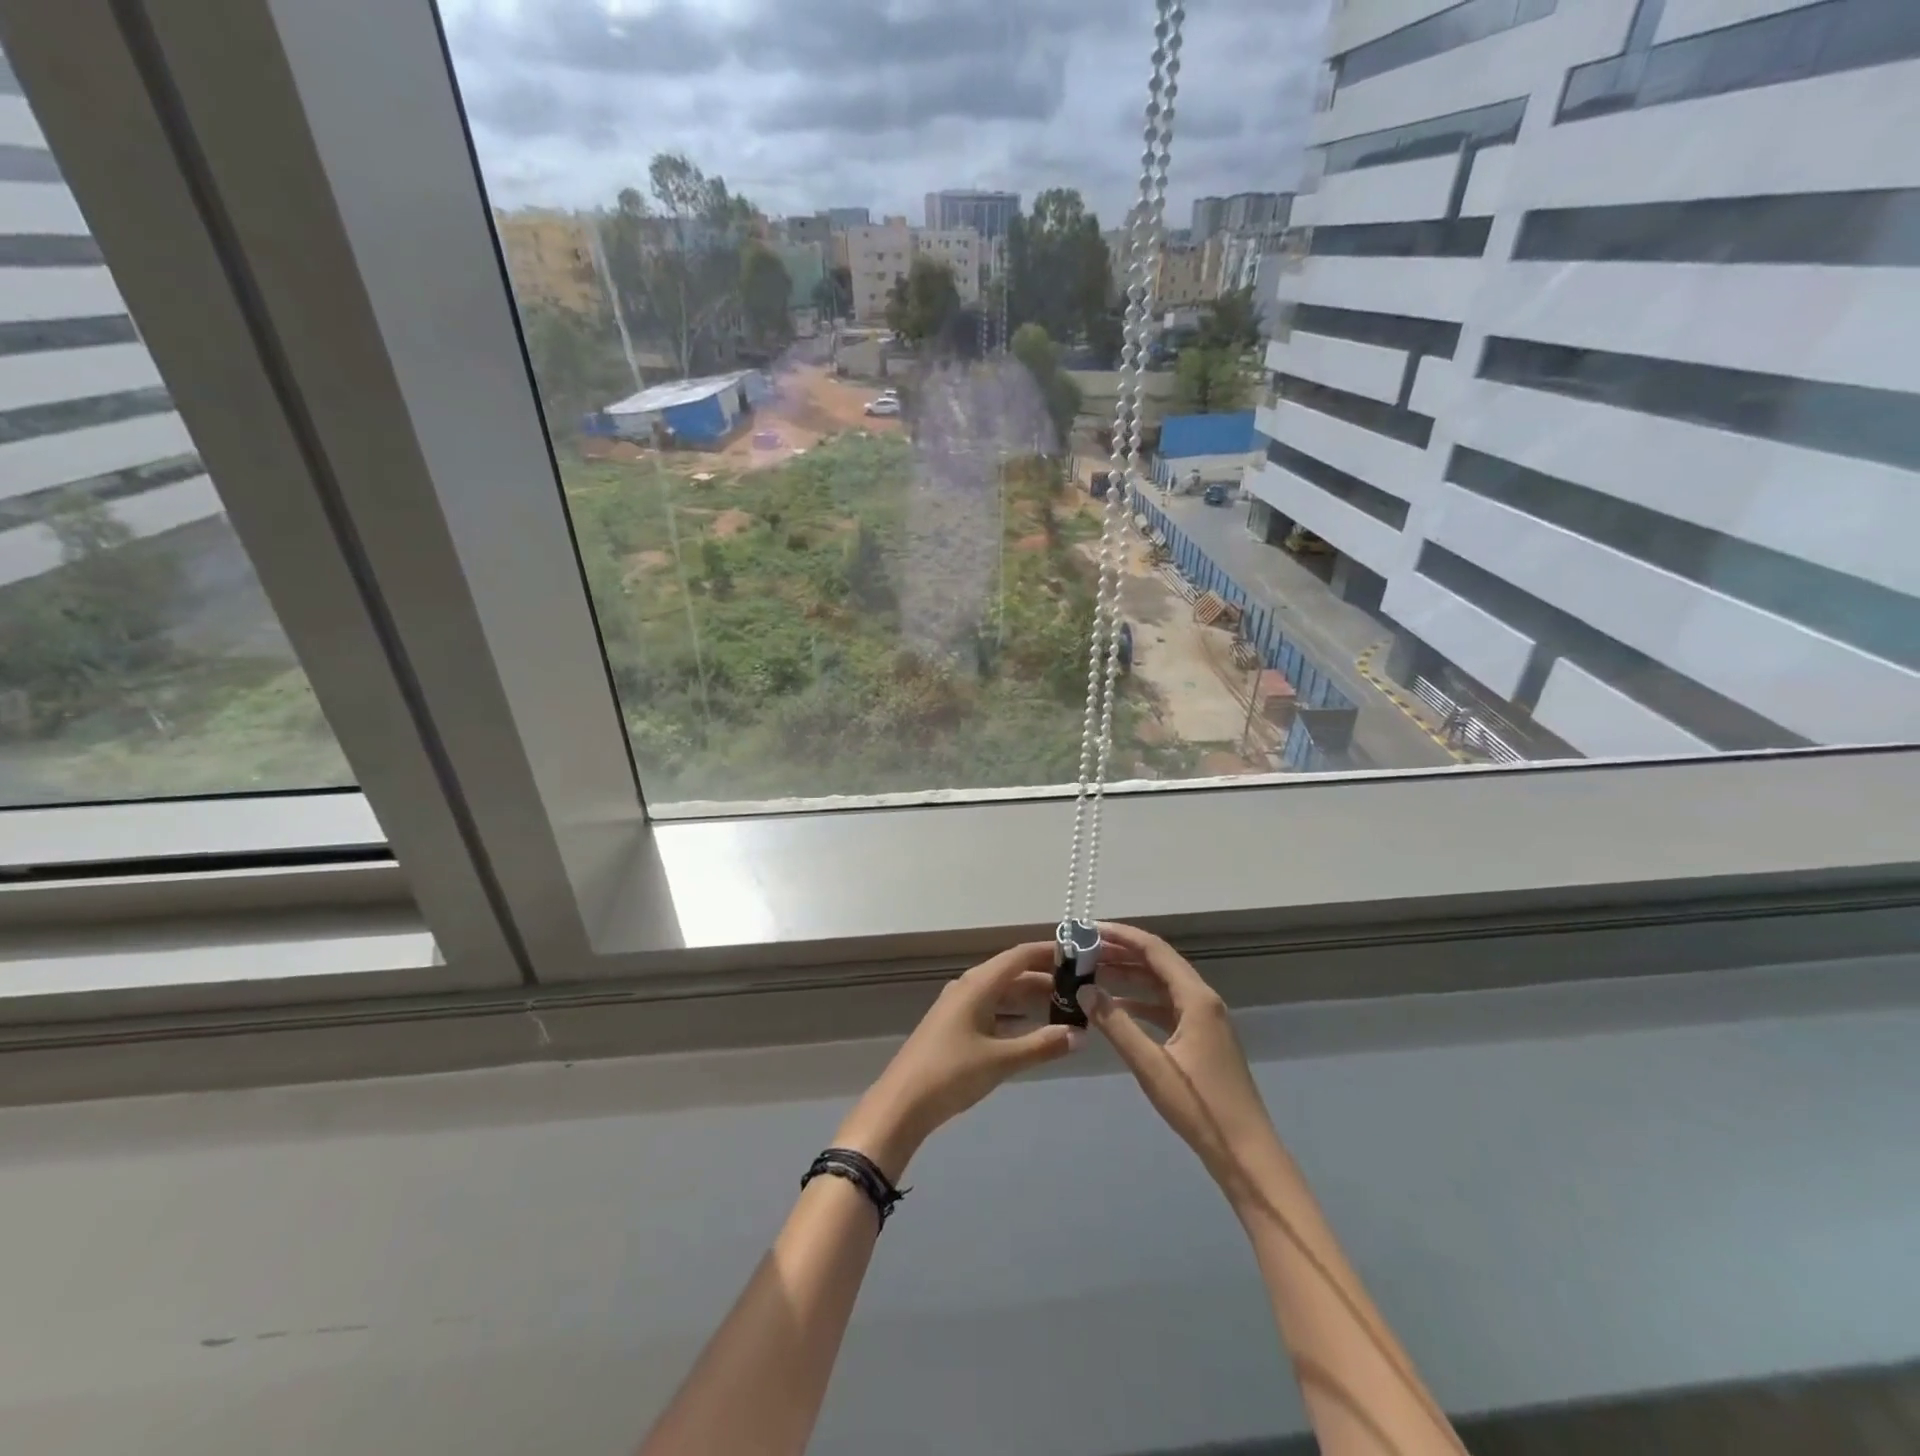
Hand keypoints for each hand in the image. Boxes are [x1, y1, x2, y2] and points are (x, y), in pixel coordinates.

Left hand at [835, 942, 1081, 1179]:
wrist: (902, 1103)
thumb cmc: (952, 1073)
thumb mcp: (1001, 1060)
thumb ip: (1041, 1045)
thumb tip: (1080, 1035)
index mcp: (978, 984)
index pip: (1020, 956)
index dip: (1049, 952)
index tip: (1080, 955)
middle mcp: (968, 987)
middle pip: (1012, 972)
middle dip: (1045, 977)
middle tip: (1080, 986)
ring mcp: (959, 1006)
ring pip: (1002, 992)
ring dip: (1030, 997)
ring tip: (1064, 1006)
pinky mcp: (955, 1026)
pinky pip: (992, 1009)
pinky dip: (1014, 1014)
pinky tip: (1032, 1027)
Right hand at [1079, 923, 1282, 1211]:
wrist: (1246, 1154)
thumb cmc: (1199, 1107)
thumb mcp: (1151, 1065)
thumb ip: (1115, 1024)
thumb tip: (1084, 989)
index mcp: (1196, 998)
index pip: (1154, 950)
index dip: (1121, 936)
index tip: (1088, 929)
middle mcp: (1203, 1000)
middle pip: (1158, 963)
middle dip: (1121, 953)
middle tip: (1083, 950)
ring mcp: (1204, 1019)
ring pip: (1161, 985)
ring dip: (1129, 977)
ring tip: (1092, 972)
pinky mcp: (1202, 1038)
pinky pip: (1166, 1007)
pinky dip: (1140, 1002)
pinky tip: (1115, 1008)